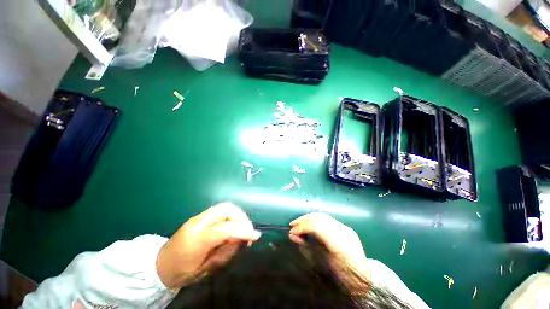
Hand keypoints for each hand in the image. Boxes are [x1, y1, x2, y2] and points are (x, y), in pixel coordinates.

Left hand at [156, 202, 260, 288]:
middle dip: (241, 217)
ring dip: (237, 215)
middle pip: (226, 209)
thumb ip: (225, 251)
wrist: (159, 266)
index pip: (225, 229)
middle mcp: (198, 223)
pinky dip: (231, 216)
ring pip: (225, 206)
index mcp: (196, 239)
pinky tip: (232, 226)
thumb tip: (243, 238)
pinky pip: (221, 210)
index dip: (243, 230)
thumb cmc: (182, 272)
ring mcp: (198, 217)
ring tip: (241, 228)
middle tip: (248, 230)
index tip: (256, 236)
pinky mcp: (200, 216)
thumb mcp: (205, 268)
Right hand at [289, 213, 368, 277]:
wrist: (364, 279)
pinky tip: (308, 222)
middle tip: (292, 224)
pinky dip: (315, 219)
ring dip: (308, 217)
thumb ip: (307, 248)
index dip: (303, 227)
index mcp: (340, 243)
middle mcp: (344, 231)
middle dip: (304, 220)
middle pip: (320, 218)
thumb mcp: (323, 264)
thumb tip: (293, 236)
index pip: (317, 227)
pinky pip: (327, 219)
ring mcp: (345, 227)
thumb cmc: (343, 277)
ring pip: (323, 216)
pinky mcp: (345, 227)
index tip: (291, 232)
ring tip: (298, 222)